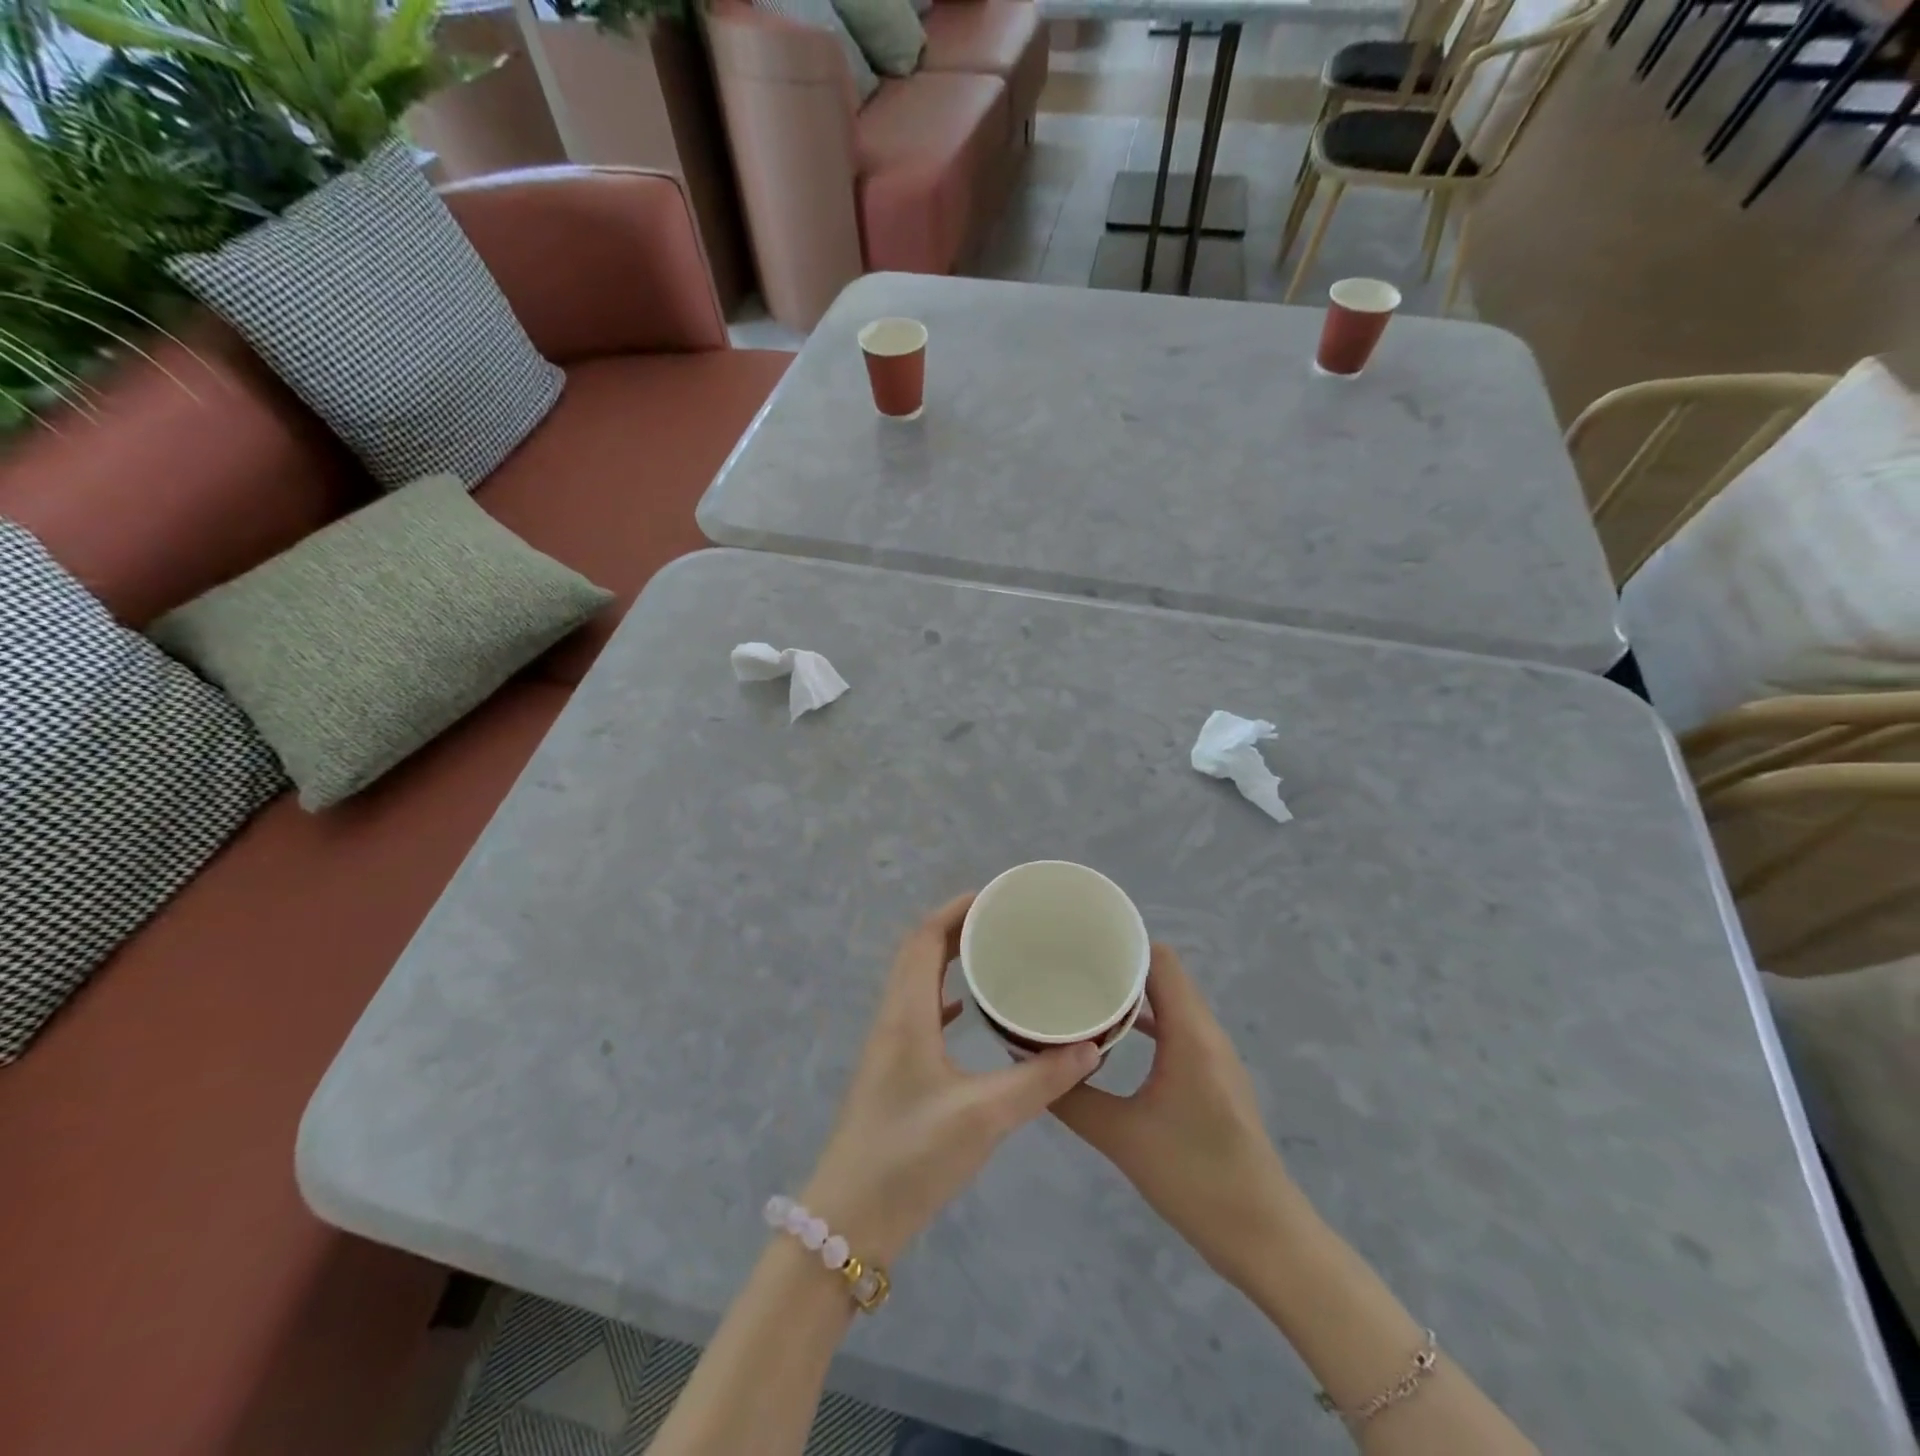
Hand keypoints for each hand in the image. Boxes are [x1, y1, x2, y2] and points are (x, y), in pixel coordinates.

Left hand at [801, 894, 1099, 1264]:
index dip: (957, 909)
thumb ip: (1040, 1082)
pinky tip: (967, 1011)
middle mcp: (893, 1018)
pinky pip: (919, 1012)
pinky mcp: (894, 1071)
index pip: (924, 938)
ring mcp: (889, 1045)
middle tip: (1006, 922)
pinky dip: (944, 996)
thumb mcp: (983, 1118)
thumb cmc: (910, 1158)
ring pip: (917, 981)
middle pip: (920, 952)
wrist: (850, 1221)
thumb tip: (1090, 1048)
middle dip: (958, 927)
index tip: (998, 897)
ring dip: (949, 959)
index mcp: (906, 1014)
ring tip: (994, 954)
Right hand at [1052, 944, 1306, 1286]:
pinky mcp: (1212, 1076)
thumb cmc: (1196, 1179)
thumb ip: (1073, 1097)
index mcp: (1190, 1034)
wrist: (1264, 1238)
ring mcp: (1213, 1055)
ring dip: (1131, 994)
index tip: (1077, 941)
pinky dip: (1145, 1022)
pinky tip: (1110, 1038)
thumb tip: (1028, 1067)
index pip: (1159, 959)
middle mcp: (1205, 1033)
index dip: (1122, 942)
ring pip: (1169, 1002)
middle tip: (1067, 965)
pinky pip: (1175, 1028)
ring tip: (1082, 993)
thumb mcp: (1122, 1138)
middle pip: (1163, 975)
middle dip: (1117, 964)